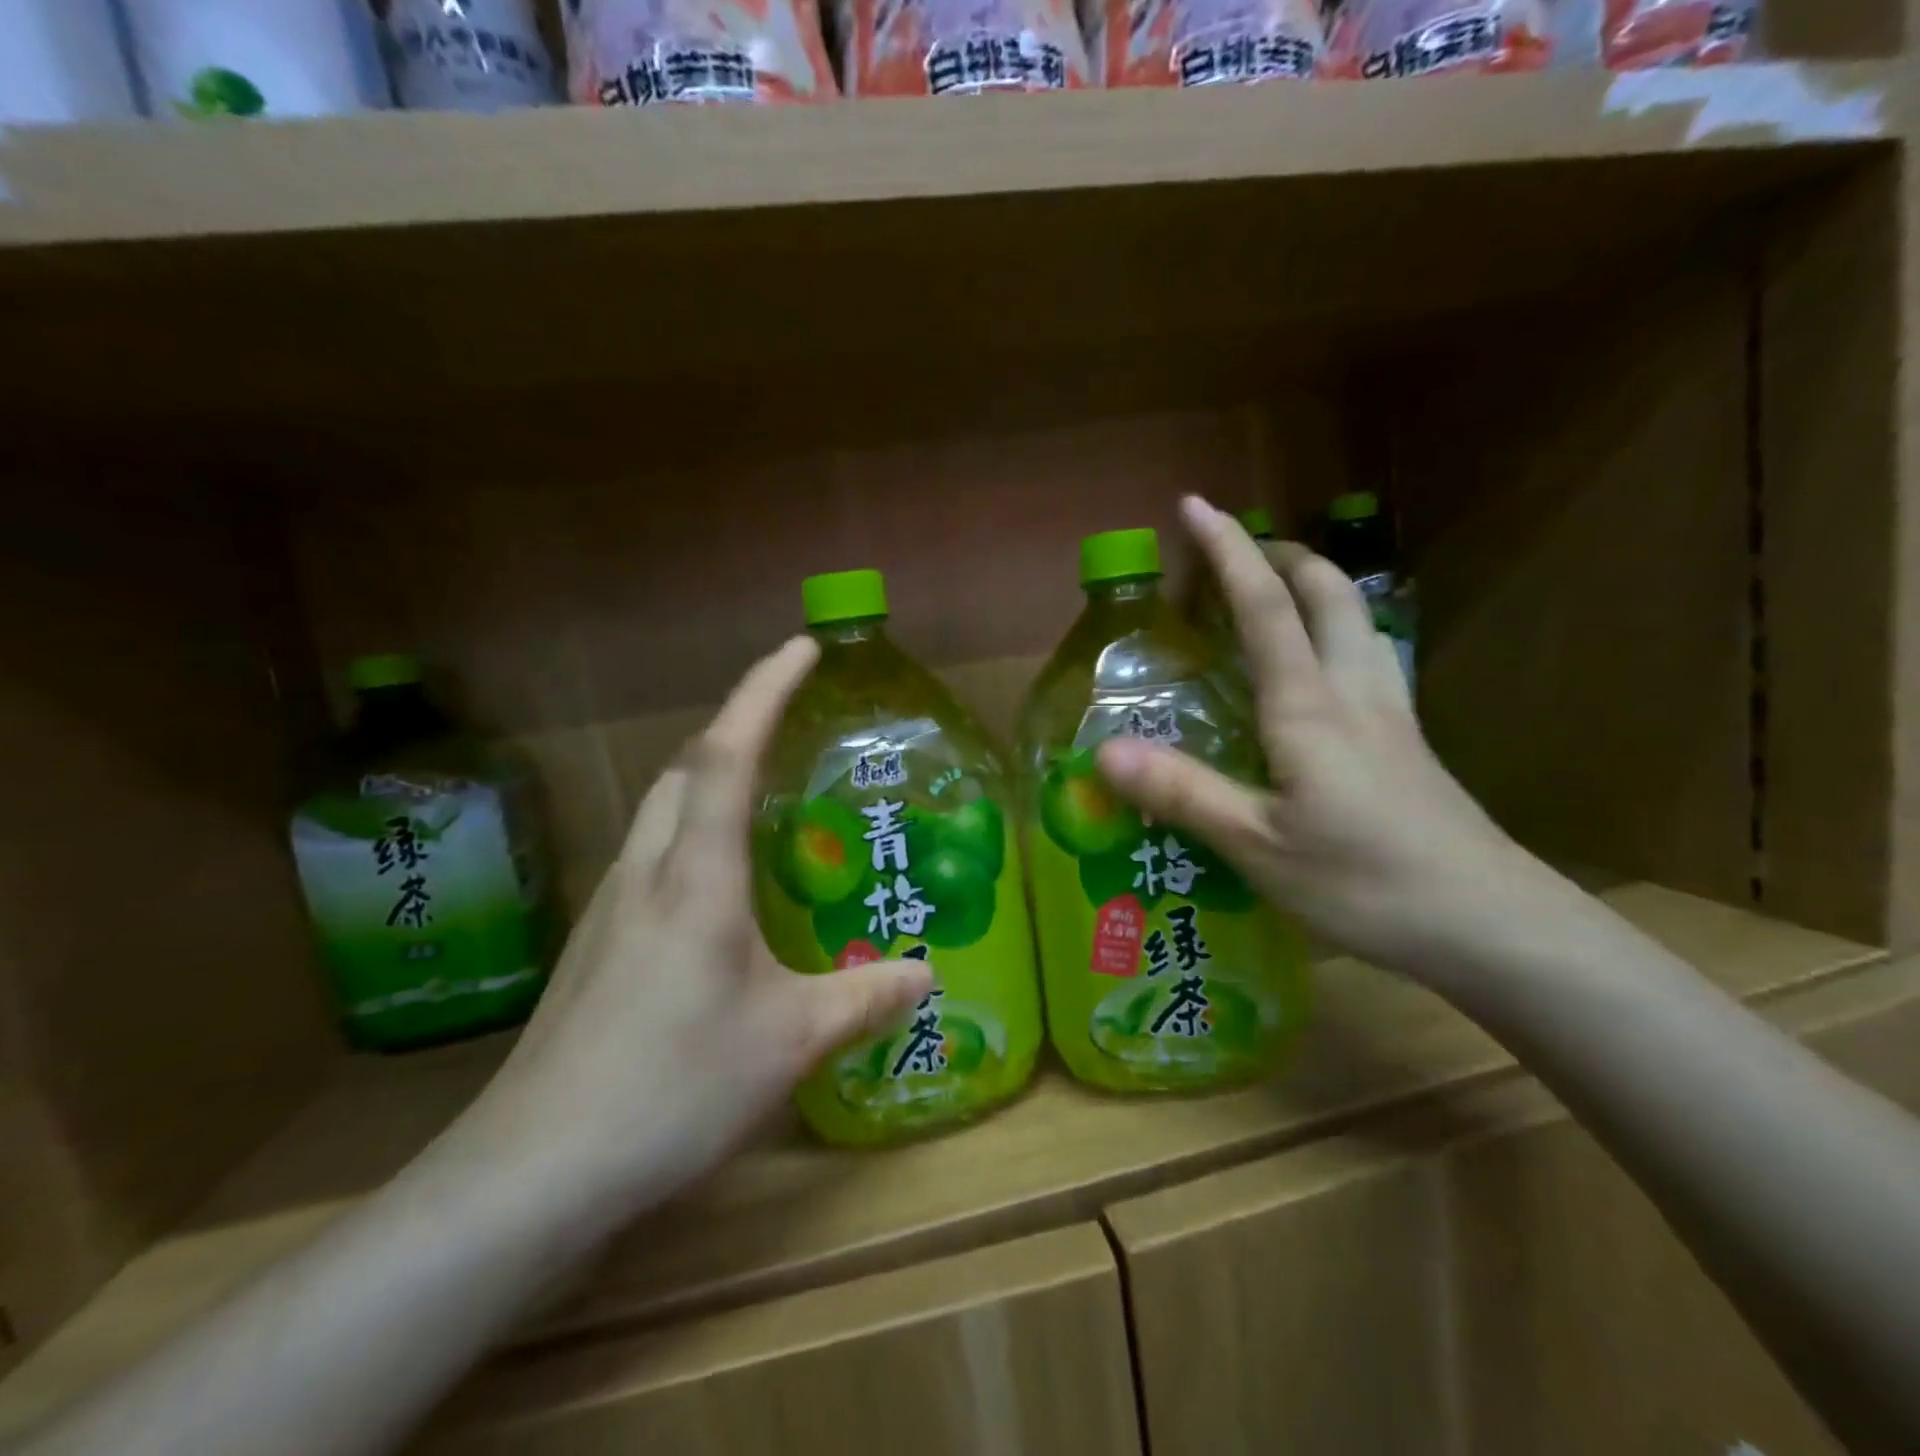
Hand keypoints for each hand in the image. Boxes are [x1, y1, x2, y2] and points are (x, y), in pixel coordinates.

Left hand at [456, 637, 932, 1216]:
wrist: (533, 1171)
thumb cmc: (671, 1087)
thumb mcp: (790, 1042)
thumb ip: (864, 999)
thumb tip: (927, 975)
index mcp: (695, 876)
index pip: (726, 753)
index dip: (764, 690)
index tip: (801, 648)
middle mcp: (646, 871)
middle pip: (684, 768)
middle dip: (736, 727)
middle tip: (789, 726)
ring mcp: (610, 907)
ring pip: (661, 810)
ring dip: (708, 780)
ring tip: (762, 796)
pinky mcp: (596, 945)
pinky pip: (652, 857)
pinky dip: (691, 835)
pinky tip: (719, 889)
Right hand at [1098, 497, 1561, 987]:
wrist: (1490, 925)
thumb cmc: (1365, 882)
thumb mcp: (1257, 845)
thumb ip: (1182, 793)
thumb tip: (1104, 752)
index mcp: (1309, 706)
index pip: (1265, 606)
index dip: (1229, 551)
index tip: (1195, 506)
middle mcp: (1353, 692)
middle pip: (1328, 593)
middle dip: (1282, 555)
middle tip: (1236, 552)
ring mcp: (1390, 714)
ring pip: (1358, 620)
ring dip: (1315, 587)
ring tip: (1273, 593)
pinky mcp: (1407, 743)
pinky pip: (1368, 657)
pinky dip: (1334, 632)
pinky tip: (1317, 668)